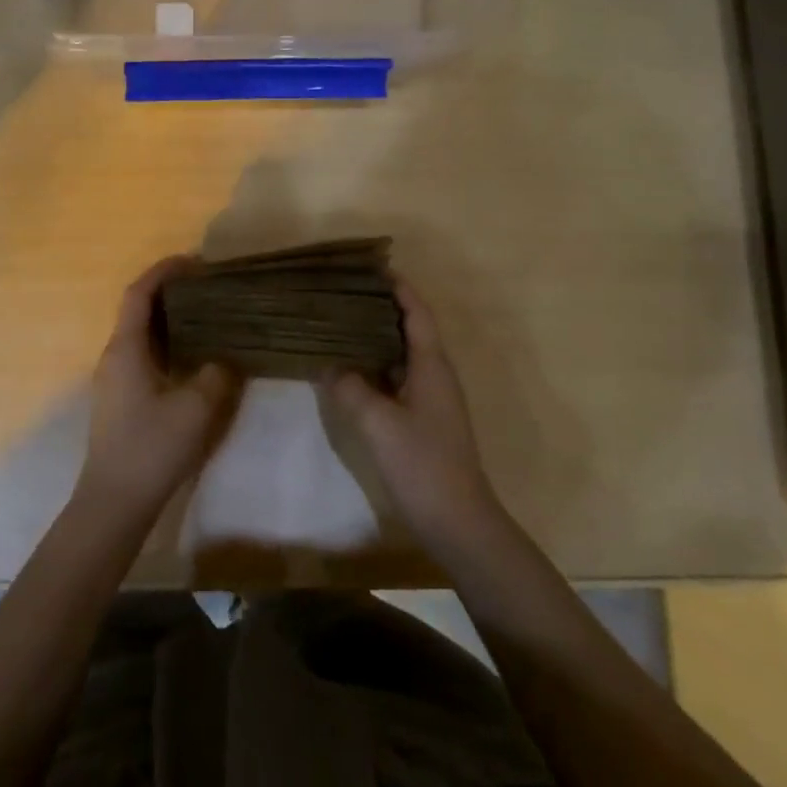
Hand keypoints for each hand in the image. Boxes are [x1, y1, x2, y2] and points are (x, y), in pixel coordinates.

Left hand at [78, 257, 241, 521]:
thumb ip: (216, 374)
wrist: (114, 502)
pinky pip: (145, 355)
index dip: (164, 271)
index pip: (139, 294)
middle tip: (210, 288)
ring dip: (171, 320)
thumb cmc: (151, 448)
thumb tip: (227, 358)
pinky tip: (194, 356)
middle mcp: (114, 356)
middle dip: (171, 293)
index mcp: (125, 349)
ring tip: (208, 316)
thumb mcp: (195, 408)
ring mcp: (115, 379)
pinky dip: (168, 344)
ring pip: (142, 334)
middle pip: (139, 310)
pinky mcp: (122, 399)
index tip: (195, 262)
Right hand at [330, 277, 503, 551]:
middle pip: (410, 328)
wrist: (457, 519)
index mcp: (432, 365)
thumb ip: (351, 389)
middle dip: (382, 307)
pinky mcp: (424, 419)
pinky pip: (398, 378)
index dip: (399, 288)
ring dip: (377, 337)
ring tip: (341, 323)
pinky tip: (352, 370)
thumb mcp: (378, 423)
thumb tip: (329, 366)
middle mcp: (435, 374)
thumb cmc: (422, 464)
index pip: (417, 312)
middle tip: (345, 293)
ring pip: (403, 354)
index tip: (373, 267)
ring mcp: (431, 398)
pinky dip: (377, 366)